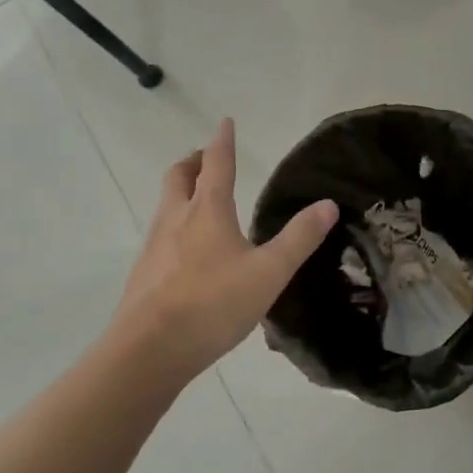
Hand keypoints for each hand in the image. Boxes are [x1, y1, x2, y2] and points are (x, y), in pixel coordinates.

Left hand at [110, 119, 337, 385]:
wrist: (149, 350)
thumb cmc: (213, 304)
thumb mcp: (269, 272)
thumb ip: (299, 238)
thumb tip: (327, 204)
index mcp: (207, 211)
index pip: (217, 164)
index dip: (223, 141)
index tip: (225, 122)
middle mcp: (176, 219)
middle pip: (179, 176)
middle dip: (193, 161)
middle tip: (206, 158)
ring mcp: (155, 246)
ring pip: (166, 204)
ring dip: (182, 191)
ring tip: (199, 200)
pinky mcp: (144, 272)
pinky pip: (161, 234)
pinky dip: (175, 224)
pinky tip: (188, 250)